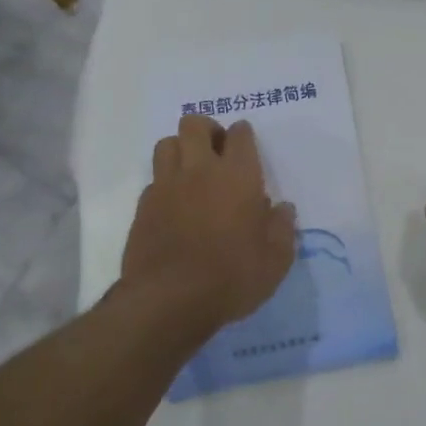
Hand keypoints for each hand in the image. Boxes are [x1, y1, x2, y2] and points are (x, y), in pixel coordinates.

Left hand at [121, 116, 296, 342]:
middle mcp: (200, 170)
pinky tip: (174, 204)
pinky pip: (154, 179)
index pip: (240, 134)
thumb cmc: (232, 276)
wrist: (169, 301)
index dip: (243, 134)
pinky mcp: (143, 207)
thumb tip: (282, 209)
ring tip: (192, 171)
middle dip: (207, 130)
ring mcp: (167, 186)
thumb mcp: (276, 259)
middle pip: (194, 124)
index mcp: (238, 175)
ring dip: (181, 149)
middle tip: (217, 152)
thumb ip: (282, 228)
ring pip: (167, 144)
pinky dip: (165, 183)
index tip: (246, 145)